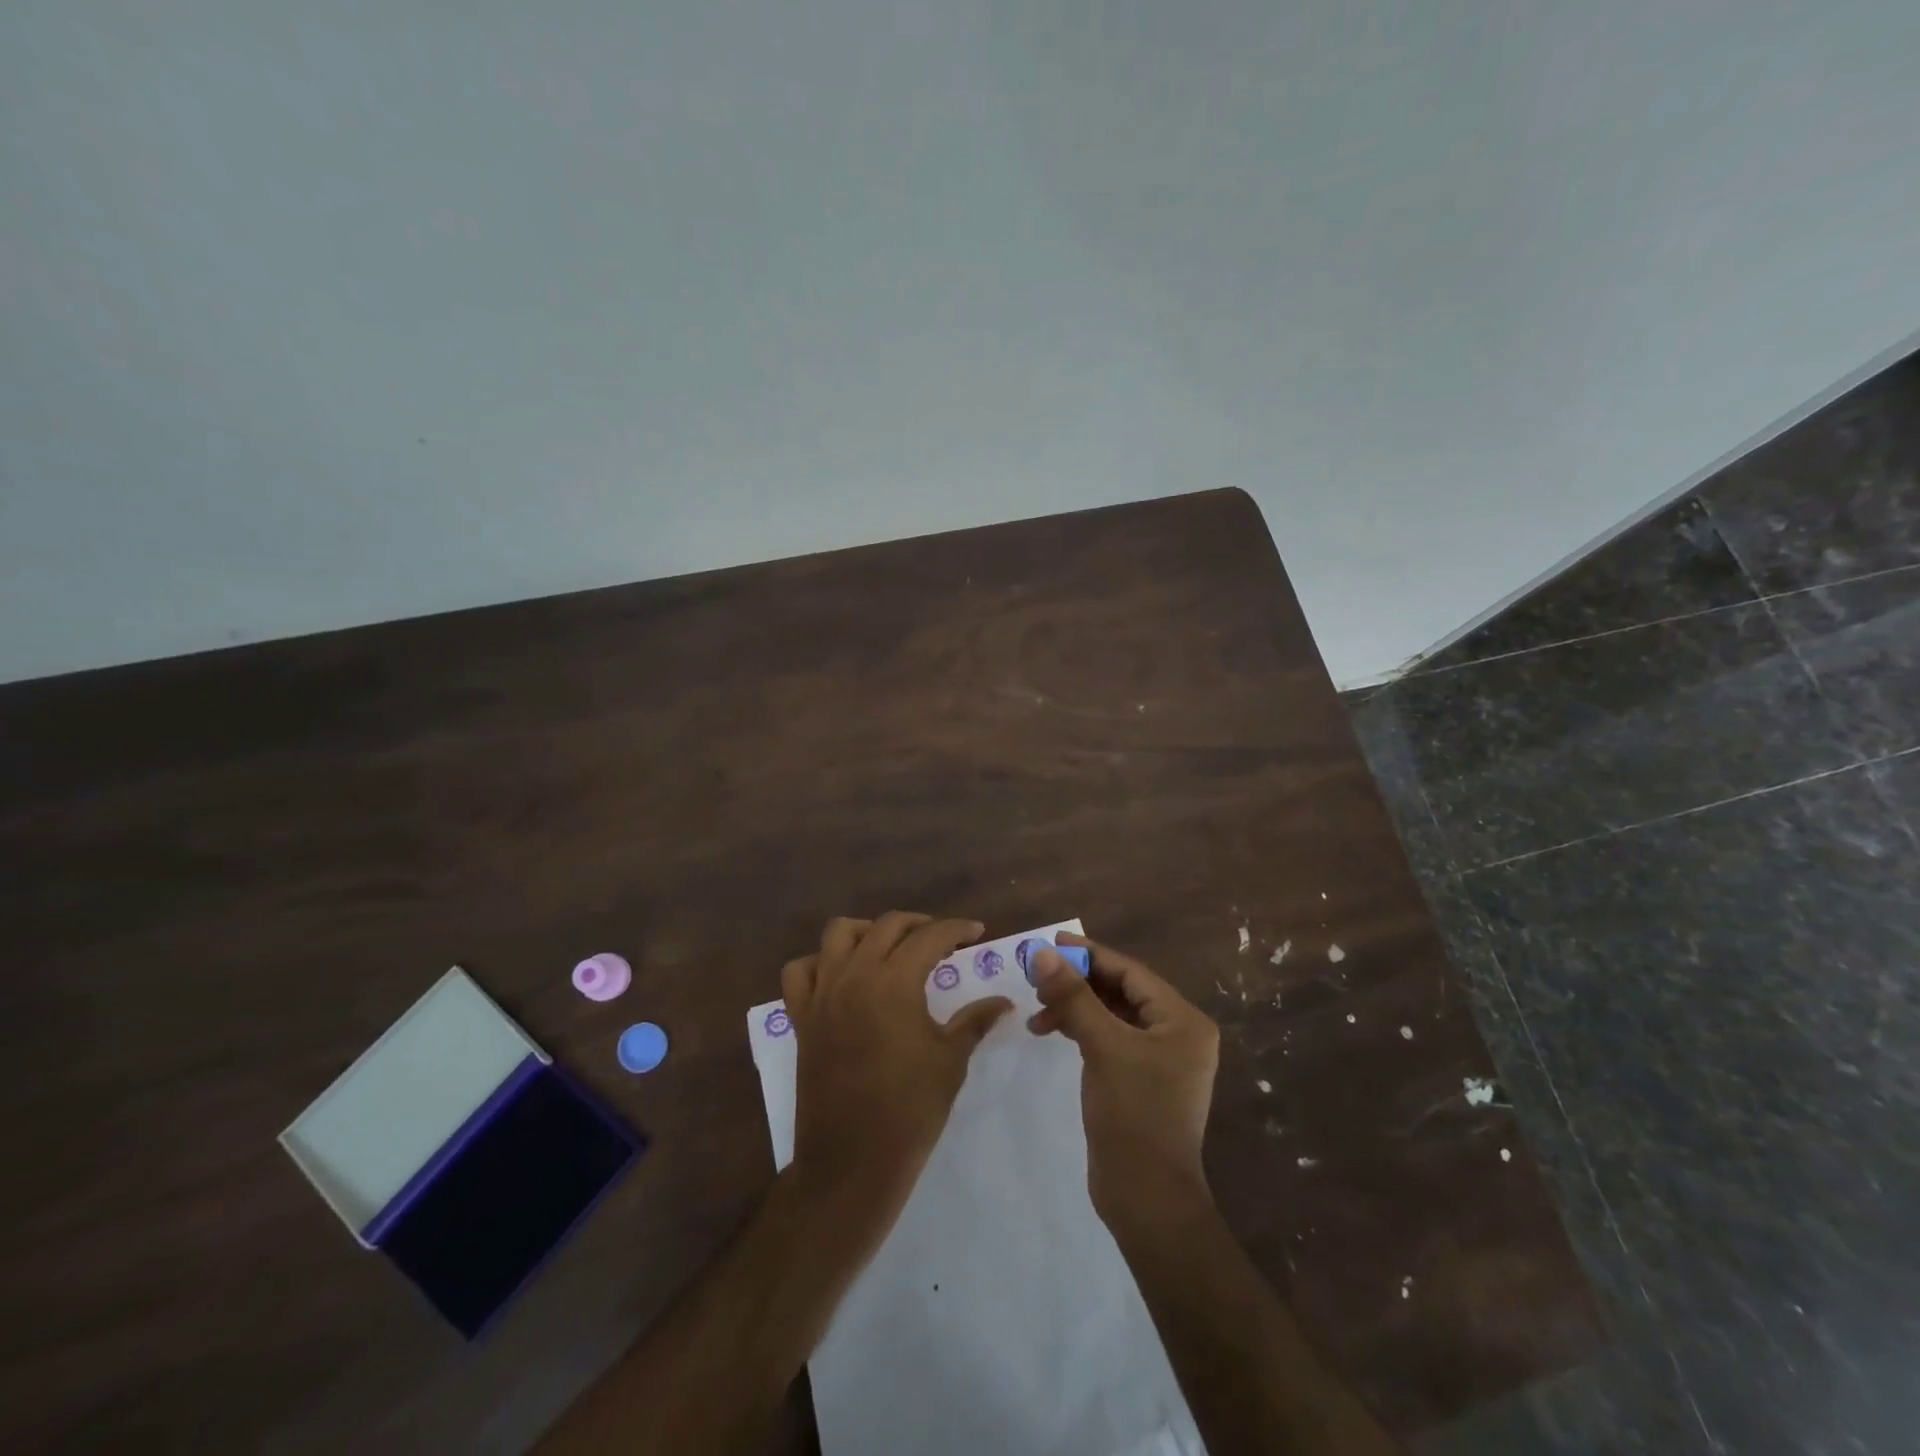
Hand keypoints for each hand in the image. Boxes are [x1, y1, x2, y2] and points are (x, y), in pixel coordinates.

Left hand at [783, 913, 1012, 1223]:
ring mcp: (822, 994)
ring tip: (890, 948)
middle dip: (919, 924)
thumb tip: (1004, 1002)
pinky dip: (820, 962)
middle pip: (886, 925)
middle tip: (942, 941)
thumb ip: (975, 1021)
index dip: (956, 929)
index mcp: (894, 982)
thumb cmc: (910, 1110)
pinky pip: (800, 971)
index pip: (930, 937)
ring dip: (868, 931)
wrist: (852, 1161)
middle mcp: (854, 976)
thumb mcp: (950, 1061)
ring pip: (839, 934)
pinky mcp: (802, 1017)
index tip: (976, 932)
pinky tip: (842, 976)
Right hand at [1028, 933, 1219, 1231]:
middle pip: (1121, 991)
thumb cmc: (1134, 1114)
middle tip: (1038, 978)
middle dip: (1079, 983)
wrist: (1147, 1199)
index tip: (1052, 942)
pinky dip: (1082, 1031)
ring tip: (1038, 1012)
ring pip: (1112, 1015)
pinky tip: (1053, 1031)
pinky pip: (1109, 1039)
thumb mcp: (1103, 1046)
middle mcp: (1177, 1034)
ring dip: (1076, 1008)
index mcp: (1182, 1020)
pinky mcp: (1141, 1080)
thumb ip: (1073, 996)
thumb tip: (1042, 953)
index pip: (1131, 972)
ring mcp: (1160, 1059)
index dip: (1090, 954)